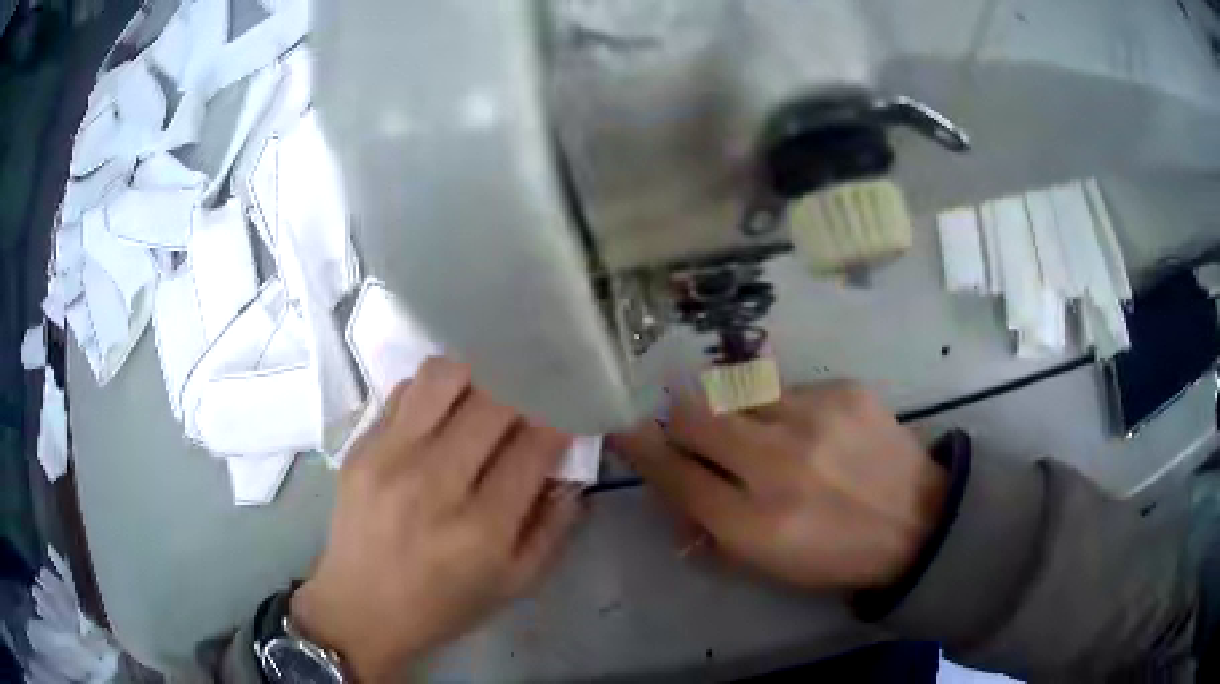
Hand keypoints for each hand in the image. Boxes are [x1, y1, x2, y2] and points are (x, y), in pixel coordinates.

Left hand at [291, 358, 583, 680]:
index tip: (561, 422)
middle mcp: (434, 484)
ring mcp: (389, 458)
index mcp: (482, 528)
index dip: (557, 425)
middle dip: (521, 398)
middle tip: (524, 412)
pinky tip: (437, 420)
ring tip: (479, 403)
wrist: (360, 609)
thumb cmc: (444, 606)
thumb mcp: (516, 583)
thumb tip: (570, 470)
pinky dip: (432, 396)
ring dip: (473, 381)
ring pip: (443, 377)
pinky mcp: (359, 447)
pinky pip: (404, 392)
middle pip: (493, 402)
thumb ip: (554, 525)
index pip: (534, 445)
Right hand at [610, 382, 947, 591]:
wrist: (920, 522)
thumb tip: (669, 487)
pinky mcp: (844, 389)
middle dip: (680, 419)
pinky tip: (811, 431)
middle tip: (690, 428)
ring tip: (763, 435)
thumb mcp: (766, 564)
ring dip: (735, 413)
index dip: (641, 448)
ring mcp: (814, 418)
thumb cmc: (836, 555)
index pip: (674, 473)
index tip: (625, 430)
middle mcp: (778, 465)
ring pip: (738, 392)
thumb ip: (708, 526)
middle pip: (694, 415)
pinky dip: (783, 410)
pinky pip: (786, 389)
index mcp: (754, 524)